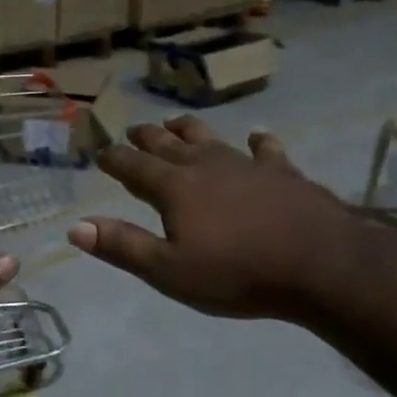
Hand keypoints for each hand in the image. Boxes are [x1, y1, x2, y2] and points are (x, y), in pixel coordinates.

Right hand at [67, 116, 362, 322]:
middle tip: (134, 130)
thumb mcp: (169, 270)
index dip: (114, 159)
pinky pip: (266, 150)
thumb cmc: (237, 273)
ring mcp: (247, 165)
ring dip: (189, 131)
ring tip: (176, 123)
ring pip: (210, 139)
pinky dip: (258, 142)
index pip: (134, 167)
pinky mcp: (284, 173)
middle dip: (147, 138)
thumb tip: (76, 228)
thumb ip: (123, 246)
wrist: (320, 265)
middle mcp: (207, 166)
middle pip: (169, 145)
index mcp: (175, 188)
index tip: (100, 152)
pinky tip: (257, 137)